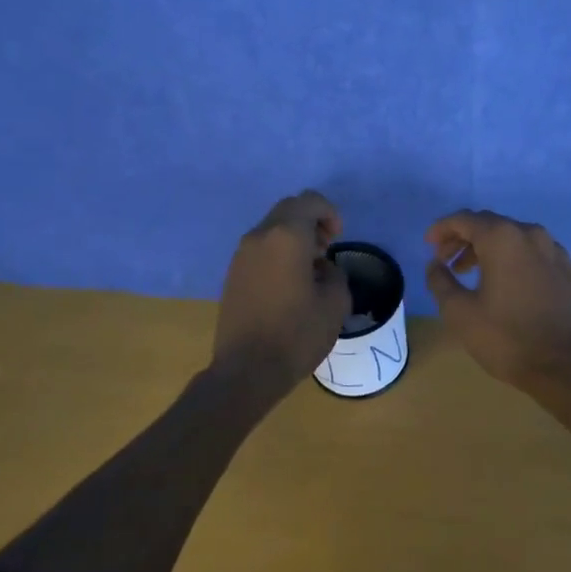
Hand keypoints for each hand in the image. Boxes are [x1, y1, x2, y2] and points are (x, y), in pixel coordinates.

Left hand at [211, 191, 352, 398]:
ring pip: (272, 228)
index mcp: (287, 237)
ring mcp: (241, 255)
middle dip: (311, 222)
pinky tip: (289, 284)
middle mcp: (260, 236)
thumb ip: (334, 274)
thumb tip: (321, 268)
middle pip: (288, 210)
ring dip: (294, 238)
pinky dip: (278, 252)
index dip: (329, 213)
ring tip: (309, 269)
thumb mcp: (335, 303)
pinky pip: (260, 248)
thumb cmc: (297, 334)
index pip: (309, 202)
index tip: (337, 239)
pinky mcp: (233, 274)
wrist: (246, 370)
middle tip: (326, 250)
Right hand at [425, 210, 570, 392]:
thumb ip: (440, 281)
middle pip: (491, 225)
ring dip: (489, 250)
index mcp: (503, 238)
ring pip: (515, 239)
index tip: (429, 244)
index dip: (442, 228)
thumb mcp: (459, 312)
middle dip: (464, 239)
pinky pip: (536, 255)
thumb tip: (435, 265)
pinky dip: (515, 260)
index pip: (465, 219)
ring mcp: (556, 252)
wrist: (566, 367)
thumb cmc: (506, 338)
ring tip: (473, 274)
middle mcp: (532, 235)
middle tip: (446, 261)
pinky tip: (508, 284)